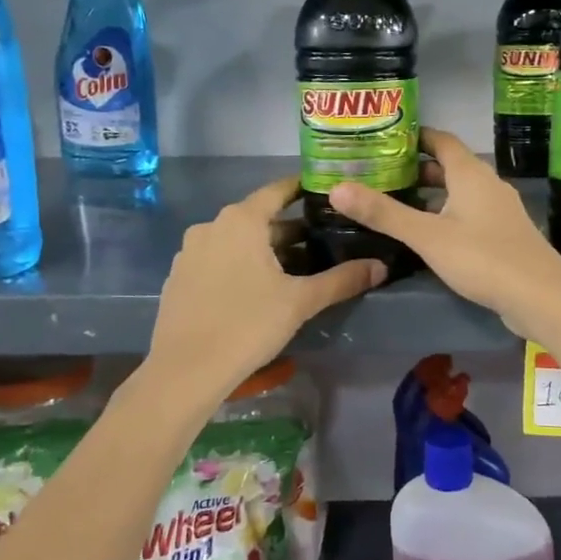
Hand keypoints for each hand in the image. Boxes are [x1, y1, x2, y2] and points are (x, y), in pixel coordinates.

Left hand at [149, 175, 385, 401]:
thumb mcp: (301, 301)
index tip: (327, 193)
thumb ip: (342, 280)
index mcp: (241, 220)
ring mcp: (190, 252)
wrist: (186, 370)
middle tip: (323, 242)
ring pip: (237, 241)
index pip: (278, 191)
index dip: (303, 189)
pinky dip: (240, 265)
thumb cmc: (248, 324)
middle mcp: (211, 226)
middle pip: (259, 219)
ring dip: (265, 250)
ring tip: (296, 270)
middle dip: (290, 230)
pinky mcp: (180, 277)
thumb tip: (380, 267)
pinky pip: (217, 260)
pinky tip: (258, 290)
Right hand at [328, 129, 560, 376]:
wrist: (542, 297)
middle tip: (382, 174)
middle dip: (418, 168)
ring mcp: (500, 211)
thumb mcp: (427, 236)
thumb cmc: (483, 258)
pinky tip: (430, 236)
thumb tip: (336, 188)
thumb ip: (384, 213)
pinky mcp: (505, 236)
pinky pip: (470, 214)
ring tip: (399, 203)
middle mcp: (488, 185)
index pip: (441, 140)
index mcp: (471, 174)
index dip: (415, 136)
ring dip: (433, 194)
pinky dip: (447, 215)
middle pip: (450, 167)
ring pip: (460, 193)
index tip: (385, 139)